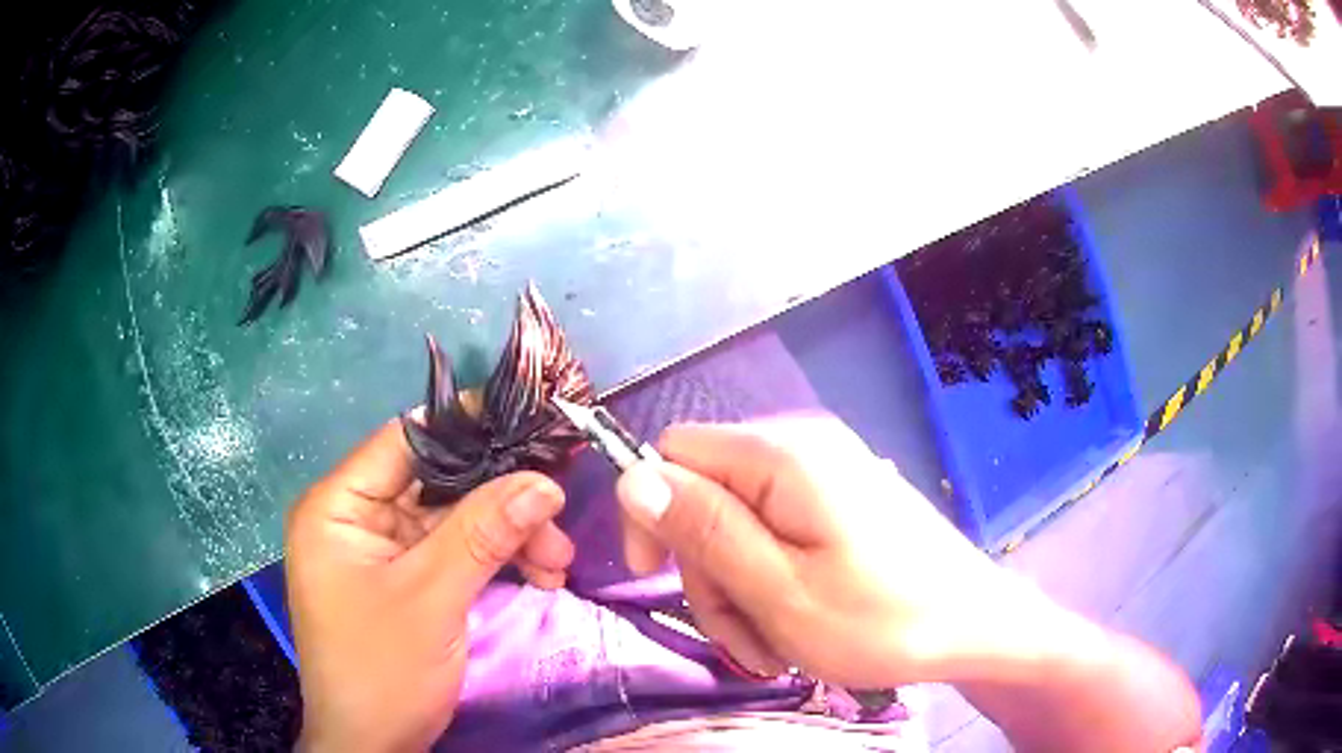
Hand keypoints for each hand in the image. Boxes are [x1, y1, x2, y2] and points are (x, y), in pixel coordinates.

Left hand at [285, 418, 573, 751]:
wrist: (373, 748)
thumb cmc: (382, 671)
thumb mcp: (431, 599)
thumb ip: (484, 533)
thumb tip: (545, 481)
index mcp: (338, 507)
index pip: (403, 441)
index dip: (466, 427)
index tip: (529, 423)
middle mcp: (357, 519)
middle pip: (437, 483)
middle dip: (501, 500)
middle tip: (557, 511)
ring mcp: (383, 552)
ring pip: (455, 521)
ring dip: (508, 536)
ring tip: (558, 561)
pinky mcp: (407, 581)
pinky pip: (456, 554)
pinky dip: (497, 562)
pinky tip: (540, 576)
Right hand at [616, 416, 1056, 688]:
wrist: (975, 628)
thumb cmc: (884, 621)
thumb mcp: (781, 591)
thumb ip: (705, 530)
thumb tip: (634, 477)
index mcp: (783, 457)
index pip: (672, 454)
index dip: (652, 513)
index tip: (658, 577)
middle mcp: (801, 450)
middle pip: (704, 496)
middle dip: (708, 573)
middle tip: (744, 635)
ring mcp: (825, 477)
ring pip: (736, 526)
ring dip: (739, 592)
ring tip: (774, 646)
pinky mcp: (840, 504)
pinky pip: (775, 535)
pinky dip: (769, 584)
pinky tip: (795, 625)